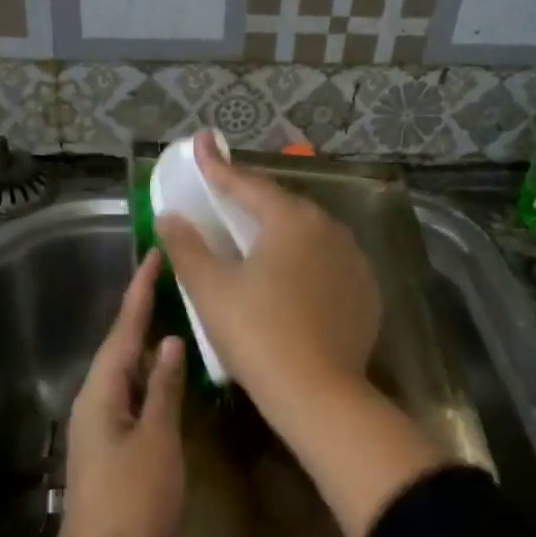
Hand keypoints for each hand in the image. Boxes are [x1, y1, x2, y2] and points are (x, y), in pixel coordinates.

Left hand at [52, 251, 186, 536]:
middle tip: (172, 277)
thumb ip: (165, 389)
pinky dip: (153, 375)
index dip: (140, 292)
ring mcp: (103, 424)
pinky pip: (134, 394)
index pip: (124, 329)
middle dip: (144, 310)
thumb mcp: (157, 441)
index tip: (154, 255)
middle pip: (122, 344)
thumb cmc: (133, 503)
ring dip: (150, 342)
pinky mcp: (114, 445)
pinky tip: (174, 372)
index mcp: (103, 391)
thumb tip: (171, 342)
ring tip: (178, 312)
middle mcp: (97, 399)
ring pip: (128, 370)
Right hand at [155, 133, 381, 409]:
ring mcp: (353, 261)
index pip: (247, 184)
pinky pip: (328, 263)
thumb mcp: (210, 289)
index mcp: (290, 220)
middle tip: (225, 194)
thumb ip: (187, 247)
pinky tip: (290, 277)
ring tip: (257, 236)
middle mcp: (329, 229)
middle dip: (251, 198)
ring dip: (280, 230)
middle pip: (282, 205)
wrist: (318, 393)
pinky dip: (304, 261)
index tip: (202, 142)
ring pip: (309, 234)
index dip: (218, 166)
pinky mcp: (365, 292)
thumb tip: (169, 216)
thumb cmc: (257, 334)